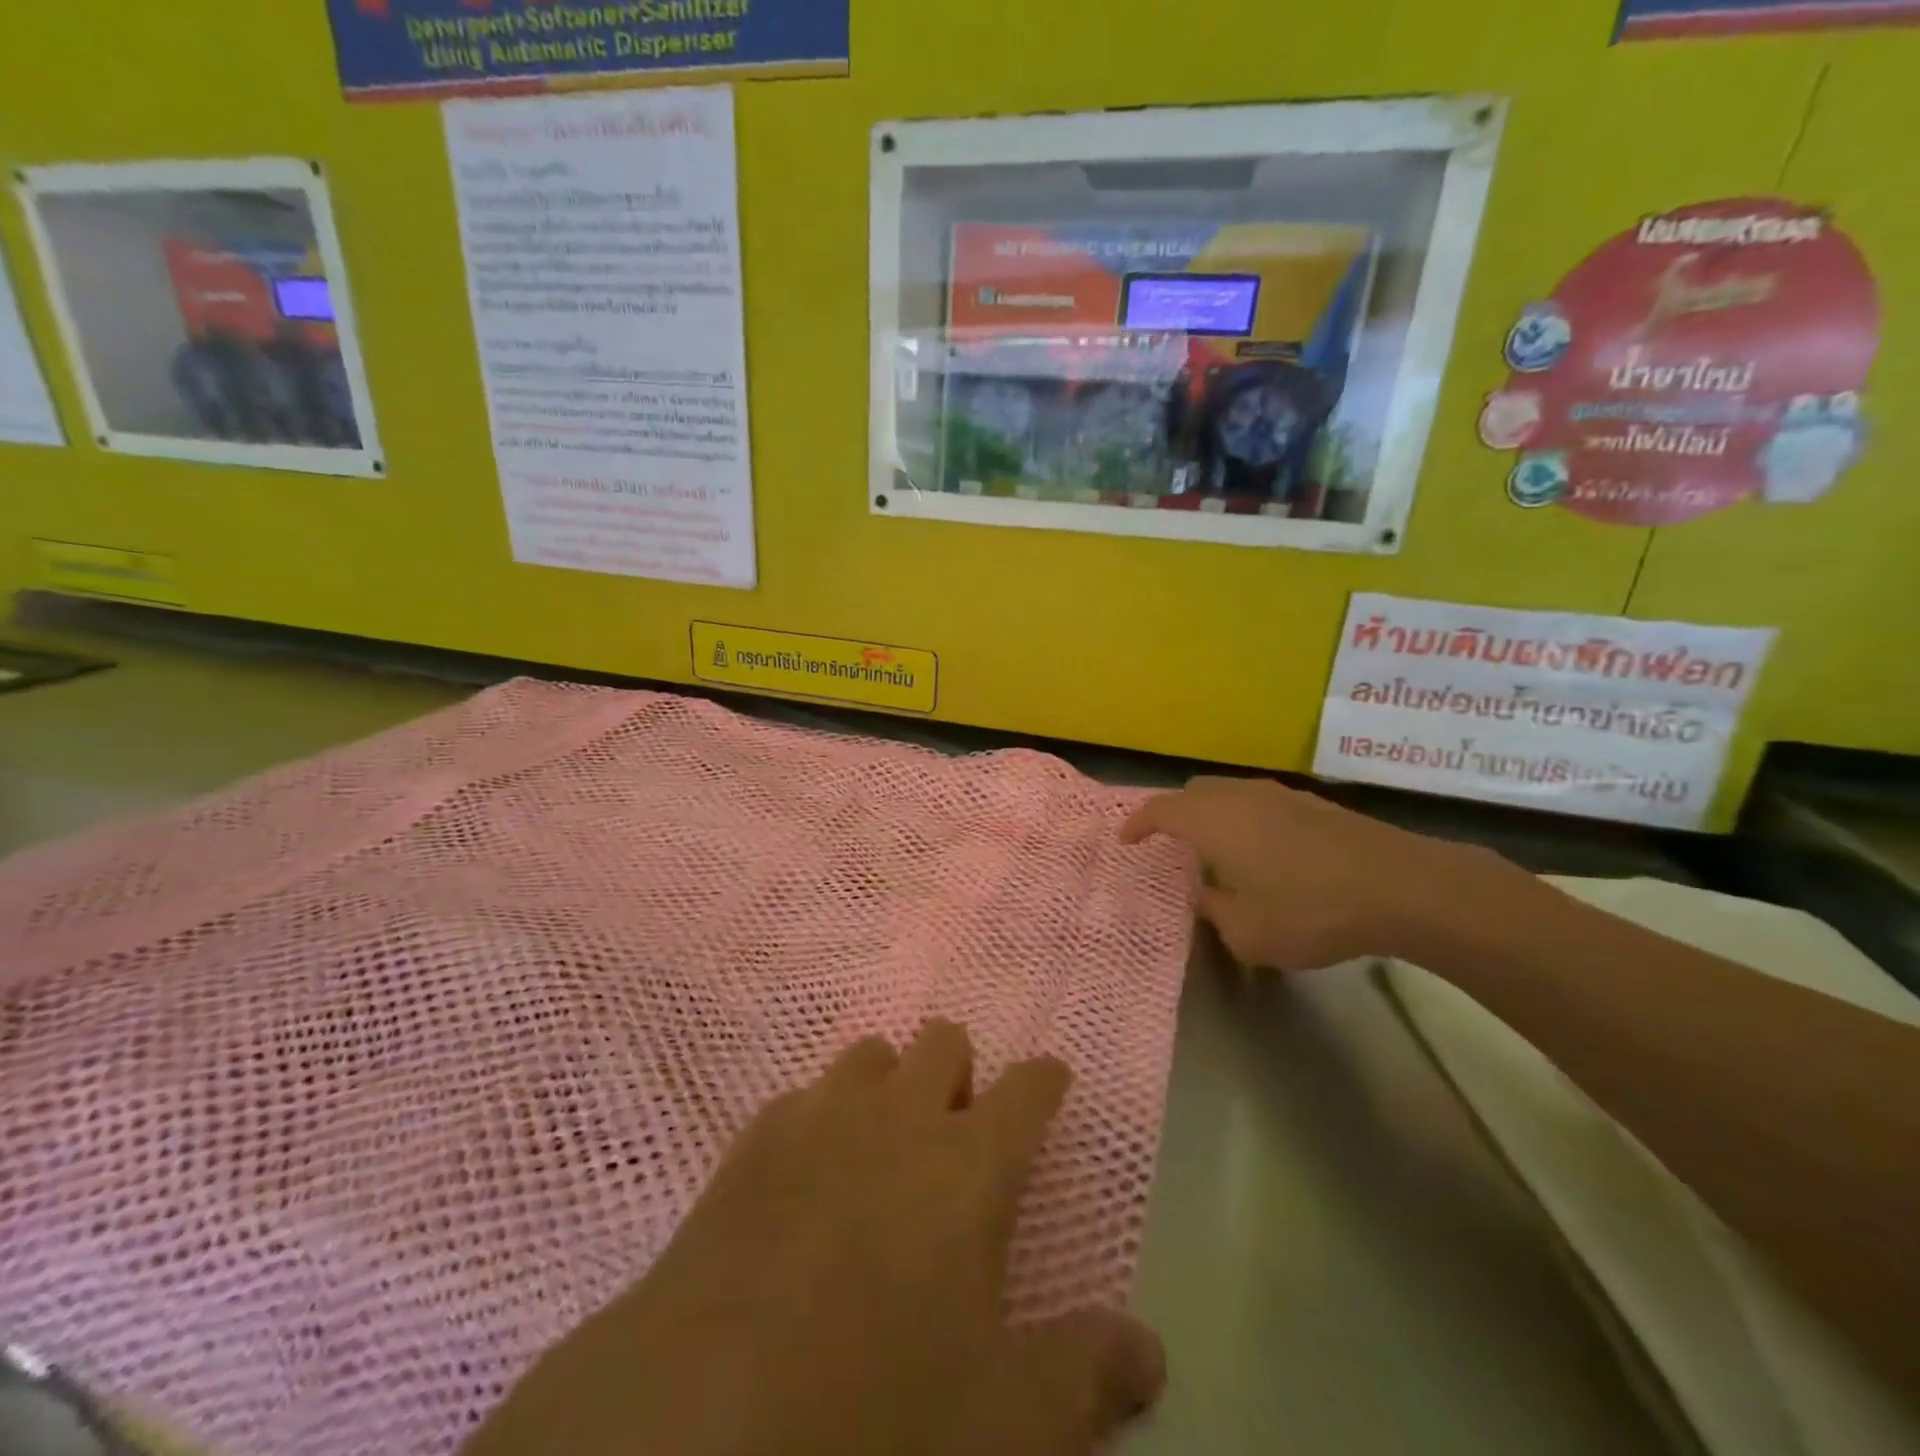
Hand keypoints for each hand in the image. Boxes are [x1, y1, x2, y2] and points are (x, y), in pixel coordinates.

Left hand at [463, 1021, 1164, 1455]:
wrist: (699, 1423)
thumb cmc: (875, 1417)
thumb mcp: (1004, 1422)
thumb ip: (1087, 1376)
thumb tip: (1151, 1348)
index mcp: (968, 1164)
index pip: (1028, 1087)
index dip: (1045, 1079)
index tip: (1050, 1083)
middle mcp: (898, 1116)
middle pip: (942, 1040)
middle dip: (959, 1070)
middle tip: (958, 1130)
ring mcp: (820, 1118)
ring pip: (869, 1054)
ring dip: (888, 1084)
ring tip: (885, 1144)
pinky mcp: (753, 1141)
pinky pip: (801, 1097)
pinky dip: (819, 1118)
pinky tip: (807, 1173)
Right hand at [1120, 776, 1516, 971]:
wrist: (1401, 886)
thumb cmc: (1310, 910)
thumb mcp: (1249, 933)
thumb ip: (1216, 912)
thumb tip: (1207, 896)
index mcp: (1212, 821)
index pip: (1160, 809)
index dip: (1138, 822)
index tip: (1127, 840)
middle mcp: (1239, 796)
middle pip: (1194, 791)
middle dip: (1175, 814)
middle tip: (1171, 846)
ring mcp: (1279, 794)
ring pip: (1229, 793)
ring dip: (1213, 815)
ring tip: (1218, 851)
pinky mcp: (1313, 803)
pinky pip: (1260, 802)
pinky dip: (1245, 819)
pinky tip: (1264, 852)